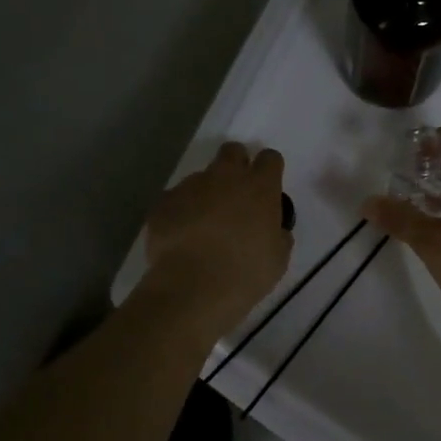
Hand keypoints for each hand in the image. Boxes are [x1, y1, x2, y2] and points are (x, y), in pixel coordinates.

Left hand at [144, 142, 293, 334]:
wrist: (192, 288)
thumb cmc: (245, 274)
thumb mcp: (277, 258)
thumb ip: (278, 234)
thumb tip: (273, 229)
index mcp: (260, 187)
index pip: (270, 158)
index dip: (269, 170)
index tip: (267, 188)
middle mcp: (225, 177)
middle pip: (232, 152)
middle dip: (235, 166)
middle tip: (235, 196)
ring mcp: (190, 186)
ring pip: (200, 178)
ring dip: (205, 194)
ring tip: (202, 227)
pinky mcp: (163, 202)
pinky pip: (175, 200)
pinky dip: (180, 213)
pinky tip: (181, 239)